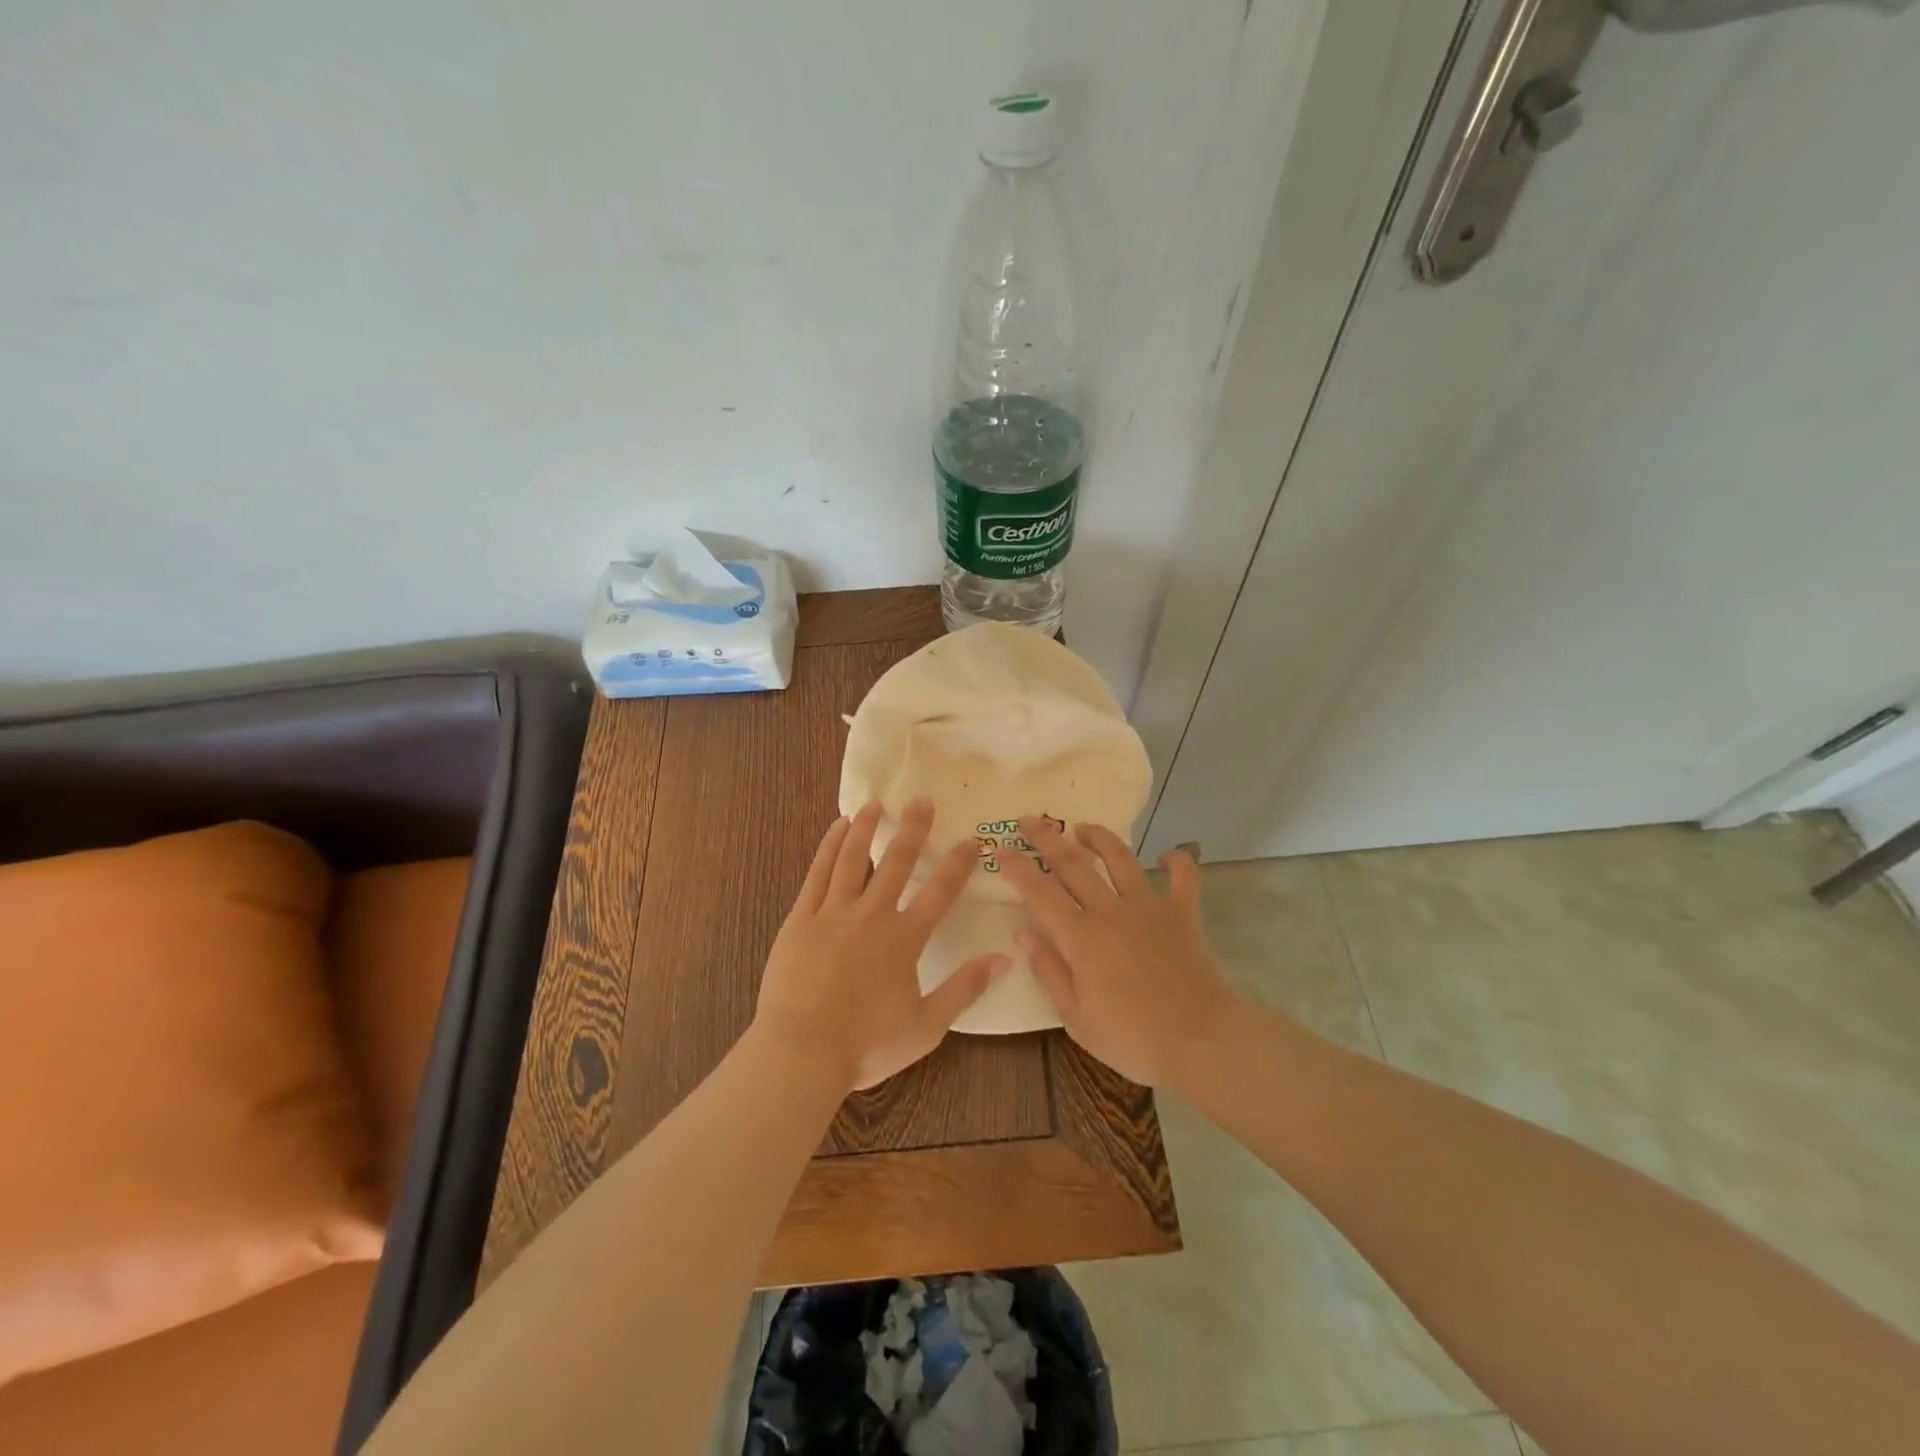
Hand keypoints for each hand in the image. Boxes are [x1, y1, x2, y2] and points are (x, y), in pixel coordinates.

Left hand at [755, 800, 1004, 1090]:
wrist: (801, 1053)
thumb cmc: (866, 1045)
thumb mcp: (926, 1026)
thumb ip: (964, 989)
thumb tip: (1003, 959)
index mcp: (904, 939)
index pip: (940, 892)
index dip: (959, 864)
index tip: (972, 840)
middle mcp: (872, 915)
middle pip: (897, 862)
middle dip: (913, 830)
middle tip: (922, 801)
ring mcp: (834, 913)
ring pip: (853, 858)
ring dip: (867, 828)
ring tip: (876, 804)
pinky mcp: (802, 918)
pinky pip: (818, 873)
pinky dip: (829, 846)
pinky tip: (837, 828)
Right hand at [998, 819, 1234, 1087]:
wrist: (1201, 1040)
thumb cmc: (1133, 1038)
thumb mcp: (1077, 1018)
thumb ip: (1050, 971)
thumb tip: (1024, 934)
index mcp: (1082, 937)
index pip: (1040, 892)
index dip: (1017, 868)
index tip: (999, 849)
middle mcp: (1111, 911)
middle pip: (1074, 864)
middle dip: (1047, 839)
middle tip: (1030, 821)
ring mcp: (1149, 908)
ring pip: (1121, 859)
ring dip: (1100, 838)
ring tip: (1084, 827)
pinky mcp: (1183, 914)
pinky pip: (1184, 878)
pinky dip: (1178, 861)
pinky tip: (1169, 854)